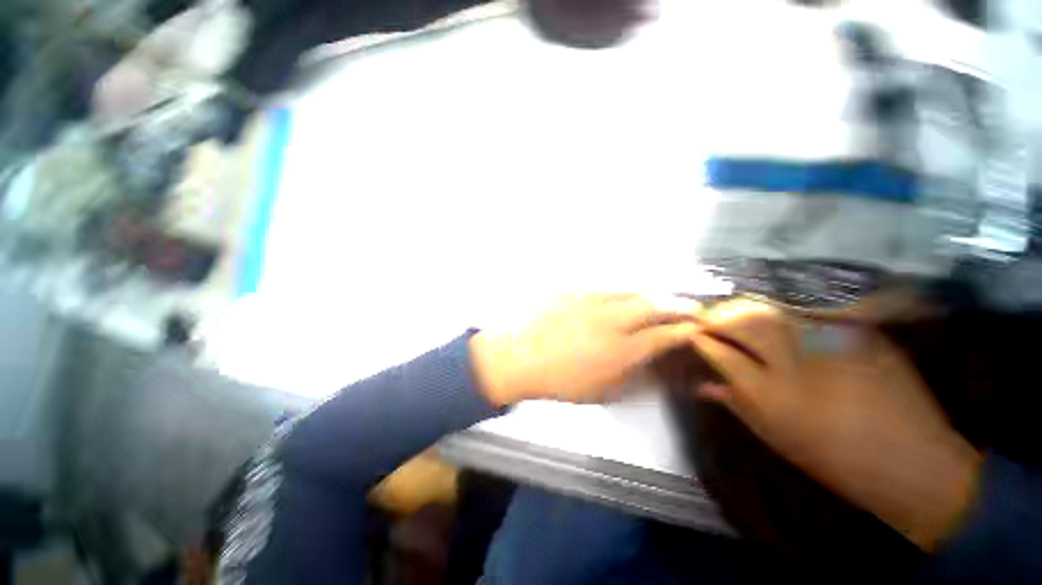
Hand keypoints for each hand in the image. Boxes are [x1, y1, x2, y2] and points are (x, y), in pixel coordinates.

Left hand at [470, 294, 700, 405]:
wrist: (519, 356)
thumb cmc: (560, 381)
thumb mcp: (602, 391)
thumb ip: (634, 380)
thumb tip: (657, 371)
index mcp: (620, 349)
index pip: (664, 335)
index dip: (685, 330)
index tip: (696, 327)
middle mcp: (612, 320)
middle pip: (654, 304)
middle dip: (678, 304)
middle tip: (689, 307)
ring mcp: (592, 301)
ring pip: (631, 291)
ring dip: (651, 295)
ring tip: (660, 299)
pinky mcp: (575, 290)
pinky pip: (605, 287)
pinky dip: (620, 292)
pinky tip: (621, 297)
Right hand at [690, 299, 981, 550]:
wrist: (913, 462)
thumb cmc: (834, 458)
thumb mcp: (775, 436)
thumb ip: (735, 403)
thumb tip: (703, 384)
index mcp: (770, 393)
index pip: (719, 351)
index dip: (700, 339)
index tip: (691, 333)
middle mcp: (796, 361)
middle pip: (742, 320)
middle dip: (717, 316)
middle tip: (708, 320)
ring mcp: (830, 341)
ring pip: (771, 308)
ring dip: (745, 309)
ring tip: (736, 316)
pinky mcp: (857, 332)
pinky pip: (807, 311)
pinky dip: (783, 311)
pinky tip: (779, 320)